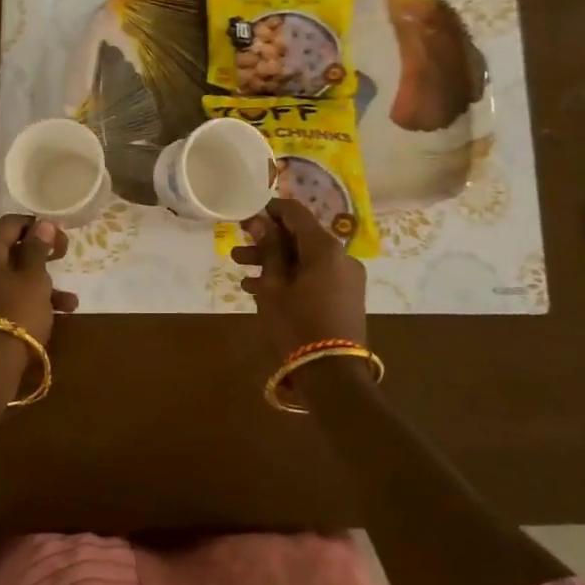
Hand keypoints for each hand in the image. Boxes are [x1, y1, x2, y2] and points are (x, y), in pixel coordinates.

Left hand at [0, 215, 78, 352]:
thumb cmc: (16, 311)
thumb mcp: (34, 277)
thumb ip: (38, 248)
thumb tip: (43, 223)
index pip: (9, 223)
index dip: (36, 225)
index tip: (59, 235)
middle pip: (10, 250)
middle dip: (41, 255)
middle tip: (63, 258)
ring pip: (13, 277)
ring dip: (42, 283)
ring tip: (70, 299)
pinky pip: (9, 298)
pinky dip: (31, 301)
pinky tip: (60, 314)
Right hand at [231, 198, 366, 359]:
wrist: (332, 374)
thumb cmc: (297, 324)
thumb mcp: (274, 285)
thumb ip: (268, 249)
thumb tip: (260, 221)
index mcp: (325, 247)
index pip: (295, 212)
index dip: (269, 210)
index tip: (245, 217)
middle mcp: (341, 256)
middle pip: (300, 236)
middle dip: (267, 240)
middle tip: (238, 247)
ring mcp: (346, 277)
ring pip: (305, 258)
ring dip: (275, 261)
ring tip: (241, 269)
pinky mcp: (345, 296)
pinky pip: (314, 275)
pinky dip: (291, 277)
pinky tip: (258, 288)